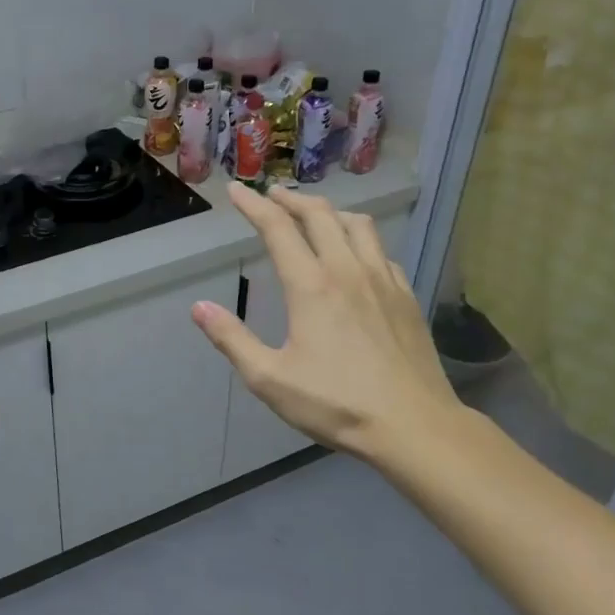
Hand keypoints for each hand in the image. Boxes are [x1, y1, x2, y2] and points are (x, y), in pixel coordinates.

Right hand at [191, 184, 464, 467]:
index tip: (236, 190)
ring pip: (357, 225)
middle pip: (319, 216)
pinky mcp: (406, 296)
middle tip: (272, 195)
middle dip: (291, 200)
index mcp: (311, 286)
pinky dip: (360, 239)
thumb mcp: (270, 379)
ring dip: (330, 212)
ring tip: (314, 215)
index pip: (277, 229)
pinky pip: (381, 251)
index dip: (253, 205)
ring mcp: (383, 280)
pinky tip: (357, 255)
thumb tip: (199, 308)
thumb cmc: (336, 404)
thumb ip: (232, 340)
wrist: (414, 425)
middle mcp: (347, 271)